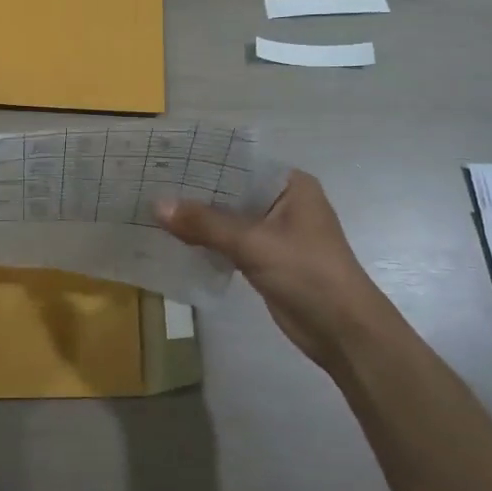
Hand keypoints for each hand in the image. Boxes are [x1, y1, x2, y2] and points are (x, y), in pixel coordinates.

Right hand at [156, 170, 408, 367]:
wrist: (342, 332)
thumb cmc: (308, 273)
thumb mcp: (253, 243)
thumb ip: (205, 224)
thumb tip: (156, 205)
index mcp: (291, 185)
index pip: (239, 162)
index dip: (203, 161)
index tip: (164, 159)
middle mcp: (282, 202)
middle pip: (230, 190)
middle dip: (194, 192)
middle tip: (149, 183)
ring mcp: (274, 232)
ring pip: (227, 218)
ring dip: (197, 218)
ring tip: (152, 209)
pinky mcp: (265, 259)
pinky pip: (228, 242)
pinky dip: (205, 241)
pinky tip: (173, 239)